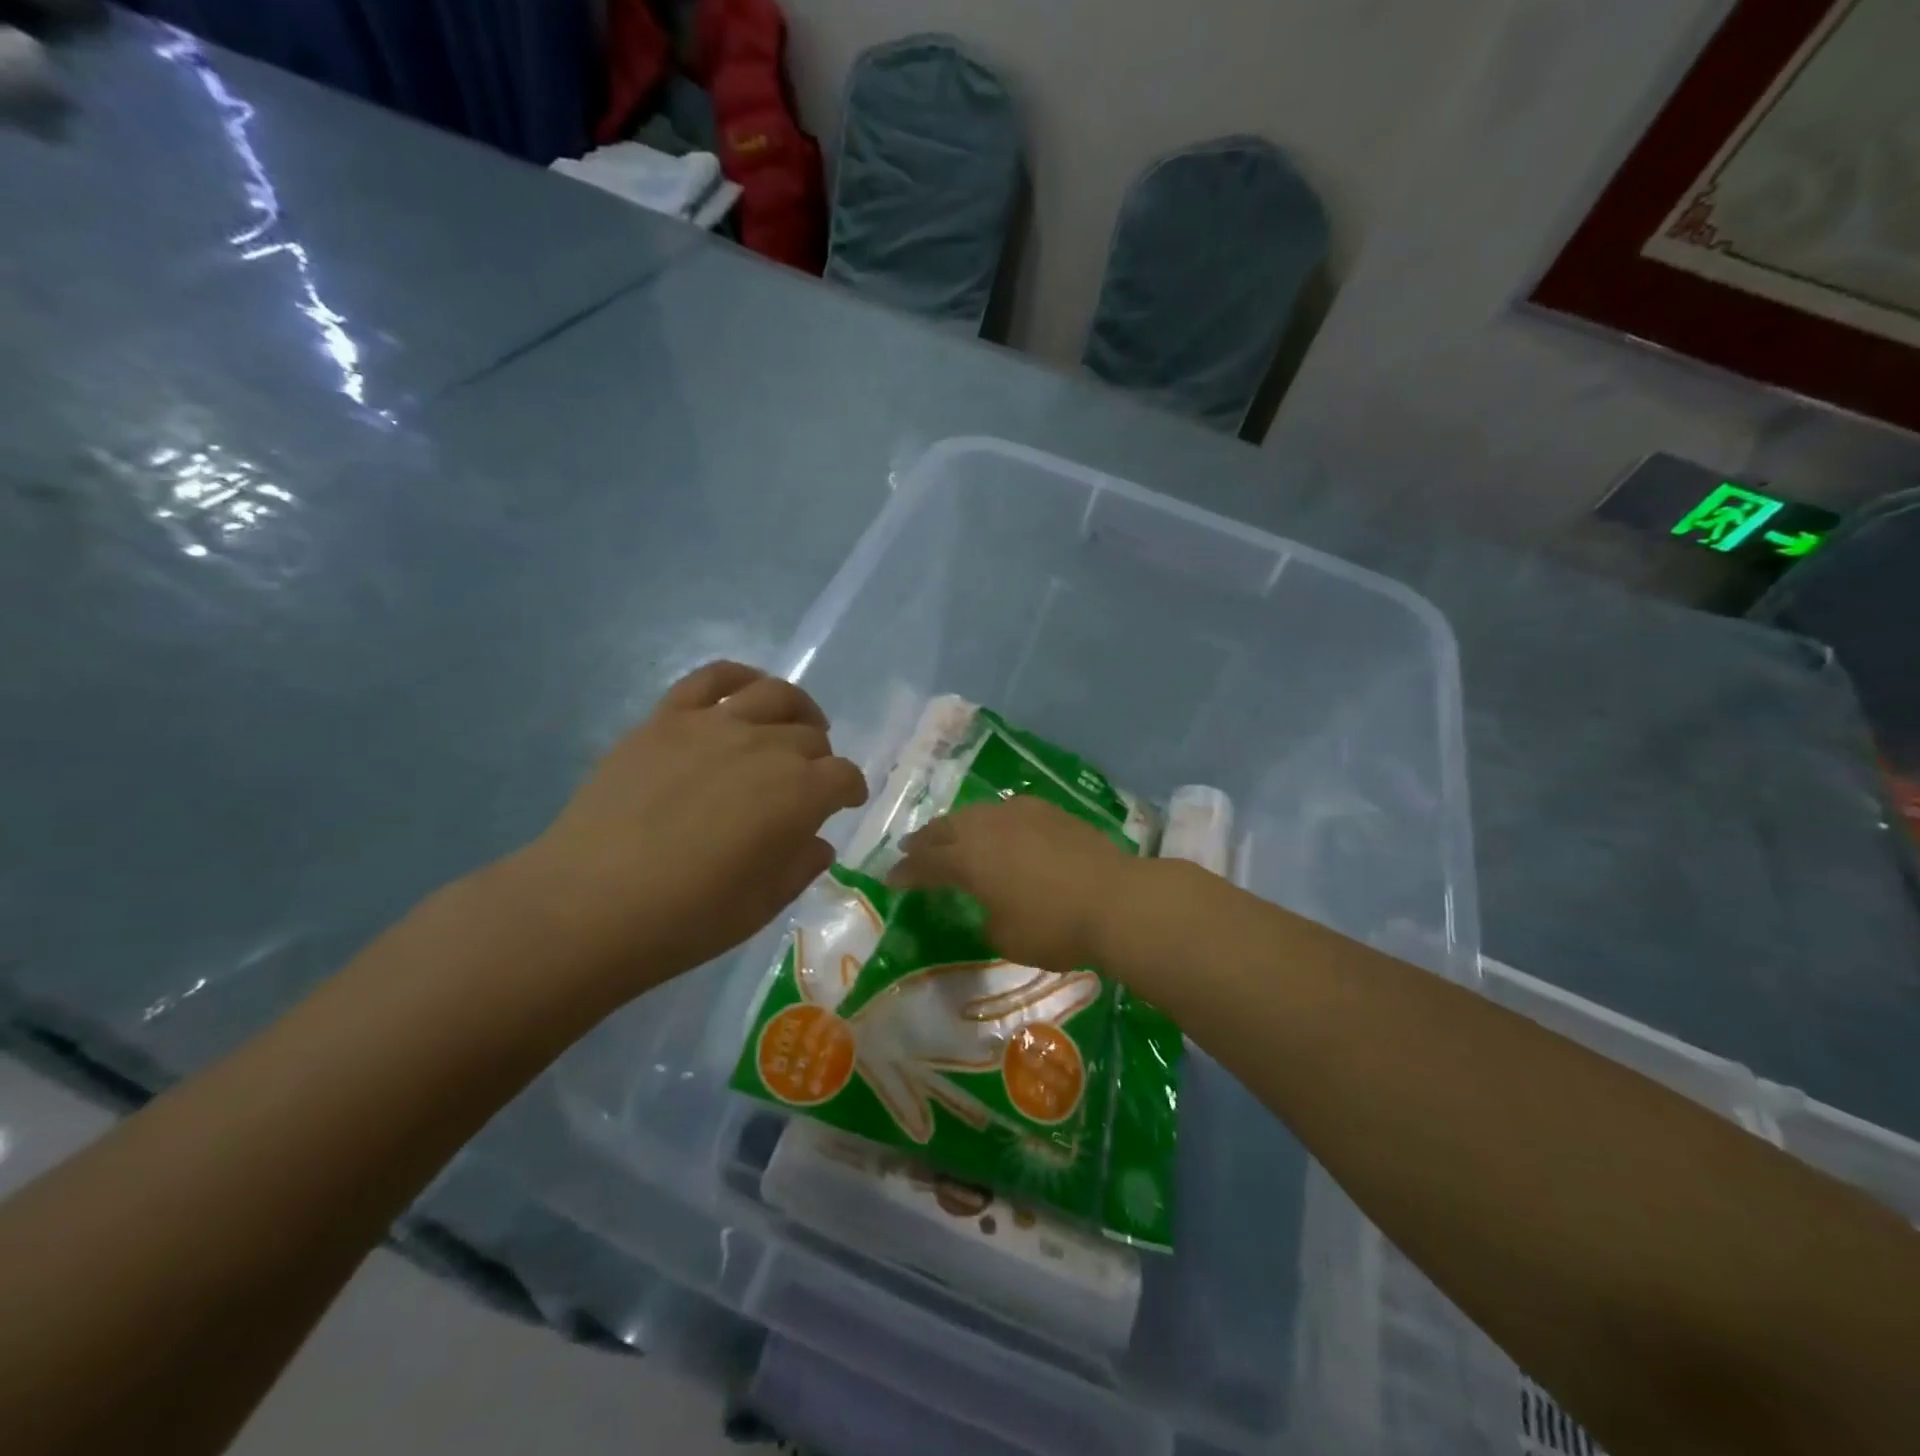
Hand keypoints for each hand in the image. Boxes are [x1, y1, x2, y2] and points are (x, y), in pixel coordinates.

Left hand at [503, 661, 867, 997]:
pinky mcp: (665, 718)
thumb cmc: (685, 919)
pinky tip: (746, 692)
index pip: (843, 776)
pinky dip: (740, 678)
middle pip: (811, 736)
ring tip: (793, 726)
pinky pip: (712, 678)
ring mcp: (713, 725)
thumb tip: (816, 841)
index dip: (850, 789)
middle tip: (807, 782)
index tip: (846, 803)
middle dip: (820, 760)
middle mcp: (766, 747)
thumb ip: (800, 865)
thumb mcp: (762, 906)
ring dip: (797, 709)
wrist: (587, 905)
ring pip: (775, 694)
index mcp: (799, 794)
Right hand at [889, 796, 1135, 972]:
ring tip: (952, 835)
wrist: (1115, 899)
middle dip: (925, 841)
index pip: (925, 863)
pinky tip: (999, 829)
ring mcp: (1019, 813)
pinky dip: (992, 821)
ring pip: (975, 813)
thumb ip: (987, 918)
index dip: (906, 872)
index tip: (891, 879)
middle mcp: (987, 827)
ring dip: (957, 826)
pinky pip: (1007, 811)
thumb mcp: (1006, 938)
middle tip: (911, 850)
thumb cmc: (1054, 926)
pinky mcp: (1049, 810)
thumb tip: (990, 907)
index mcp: (968, 859)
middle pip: (945, 828)